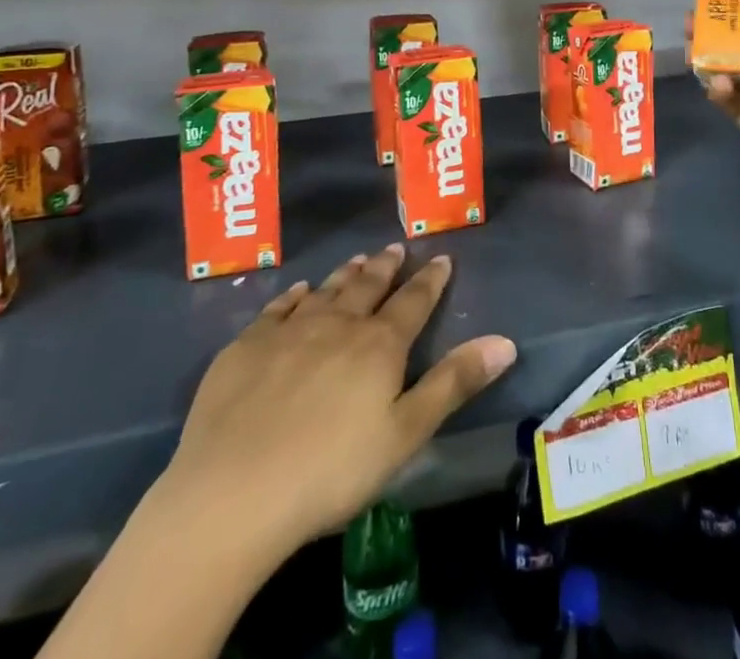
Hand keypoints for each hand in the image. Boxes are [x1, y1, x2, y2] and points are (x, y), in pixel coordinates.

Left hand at [162, 245, 516, 555]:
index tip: (442, 259)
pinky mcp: (247, 345)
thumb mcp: (405, 434)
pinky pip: (278, 307)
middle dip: (386, 267)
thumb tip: (505, 341)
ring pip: (326, 290)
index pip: (413, 301)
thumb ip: (454, 383)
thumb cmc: (331, 471)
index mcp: (379, 345)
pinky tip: (299, 291)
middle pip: (368, 286)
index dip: (430, 280)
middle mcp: (337, 324)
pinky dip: (295, 295)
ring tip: (358, 259)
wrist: (234, 491)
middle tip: (395, 248)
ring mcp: (289, 331)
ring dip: (345, 273)